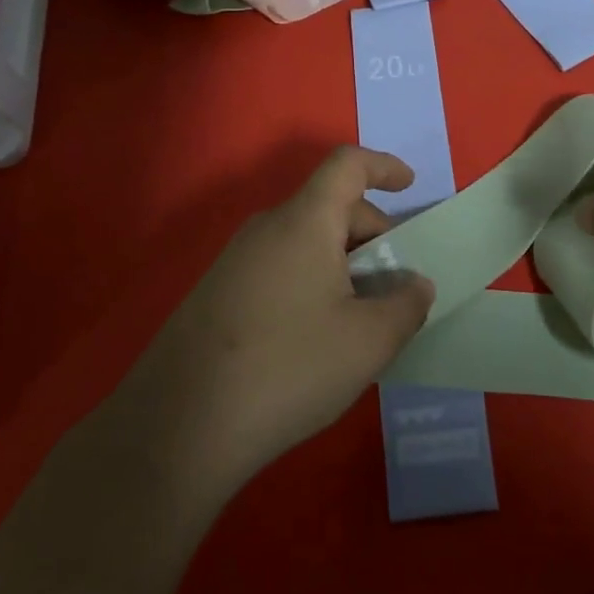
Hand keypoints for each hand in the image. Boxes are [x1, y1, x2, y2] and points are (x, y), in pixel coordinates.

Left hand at [111, 147, 434, 496]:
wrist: (178, 427)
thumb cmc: (289, 368)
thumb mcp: (369, 341)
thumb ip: (406, 305)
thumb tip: (414, 286)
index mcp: (304, 221)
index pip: (347, 165)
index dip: (383, 166)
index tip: (409, 186)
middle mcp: (266, 228)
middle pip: (330, 207)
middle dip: (372, 235)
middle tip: (396, 287)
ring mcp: (235, 261)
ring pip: (305, 242)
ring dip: (343, 264)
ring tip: (361, 319)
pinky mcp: (217, 294)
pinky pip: (280, 268)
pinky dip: (312, 283)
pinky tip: (317, 338)